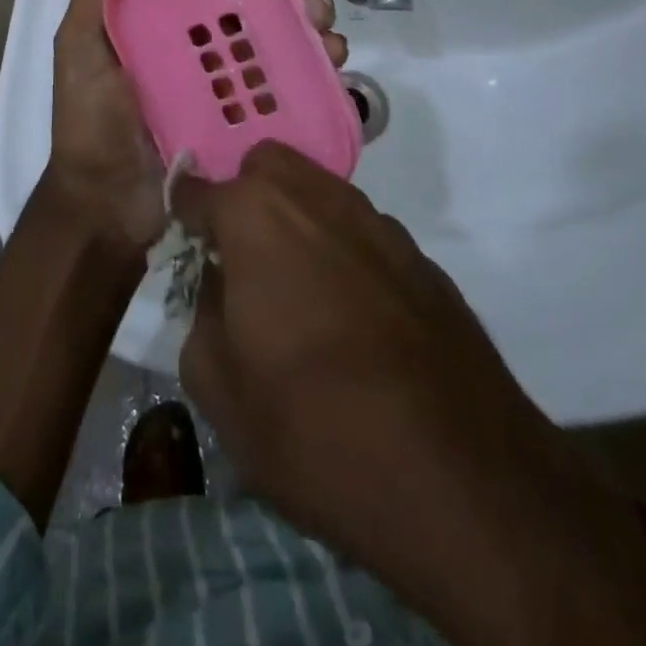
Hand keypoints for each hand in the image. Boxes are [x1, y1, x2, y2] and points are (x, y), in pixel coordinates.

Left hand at [45, 0, 346, 258]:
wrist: (109, 206)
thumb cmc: (91, 121)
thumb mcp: (78, 43)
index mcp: (162, 11)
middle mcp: (201, 34)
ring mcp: (230, 73)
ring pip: (284, 23)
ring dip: (311, 8)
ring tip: (319, 18)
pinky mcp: (254, 112)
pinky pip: (297, 75)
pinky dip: (322, 57)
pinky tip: (332, 57)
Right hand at [173, 142, 645, 645]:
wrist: (462, 480)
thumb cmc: (316, 429)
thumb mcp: (221, 392)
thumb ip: (202, 318)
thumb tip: (219, 288)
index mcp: (257, 217)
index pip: (199, 189)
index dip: (184, 210)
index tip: (183, 236)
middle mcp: (318, 198)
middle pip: (267, 165)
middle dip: (244, 196)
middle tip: (242, 260)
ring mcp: (378, 223)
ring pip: (320, 191)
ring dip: (297, 220)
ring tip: (299, 292)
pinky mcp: (423, 258)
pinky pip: (364, 232)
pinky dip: (345, 252)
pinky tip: (355, 319)